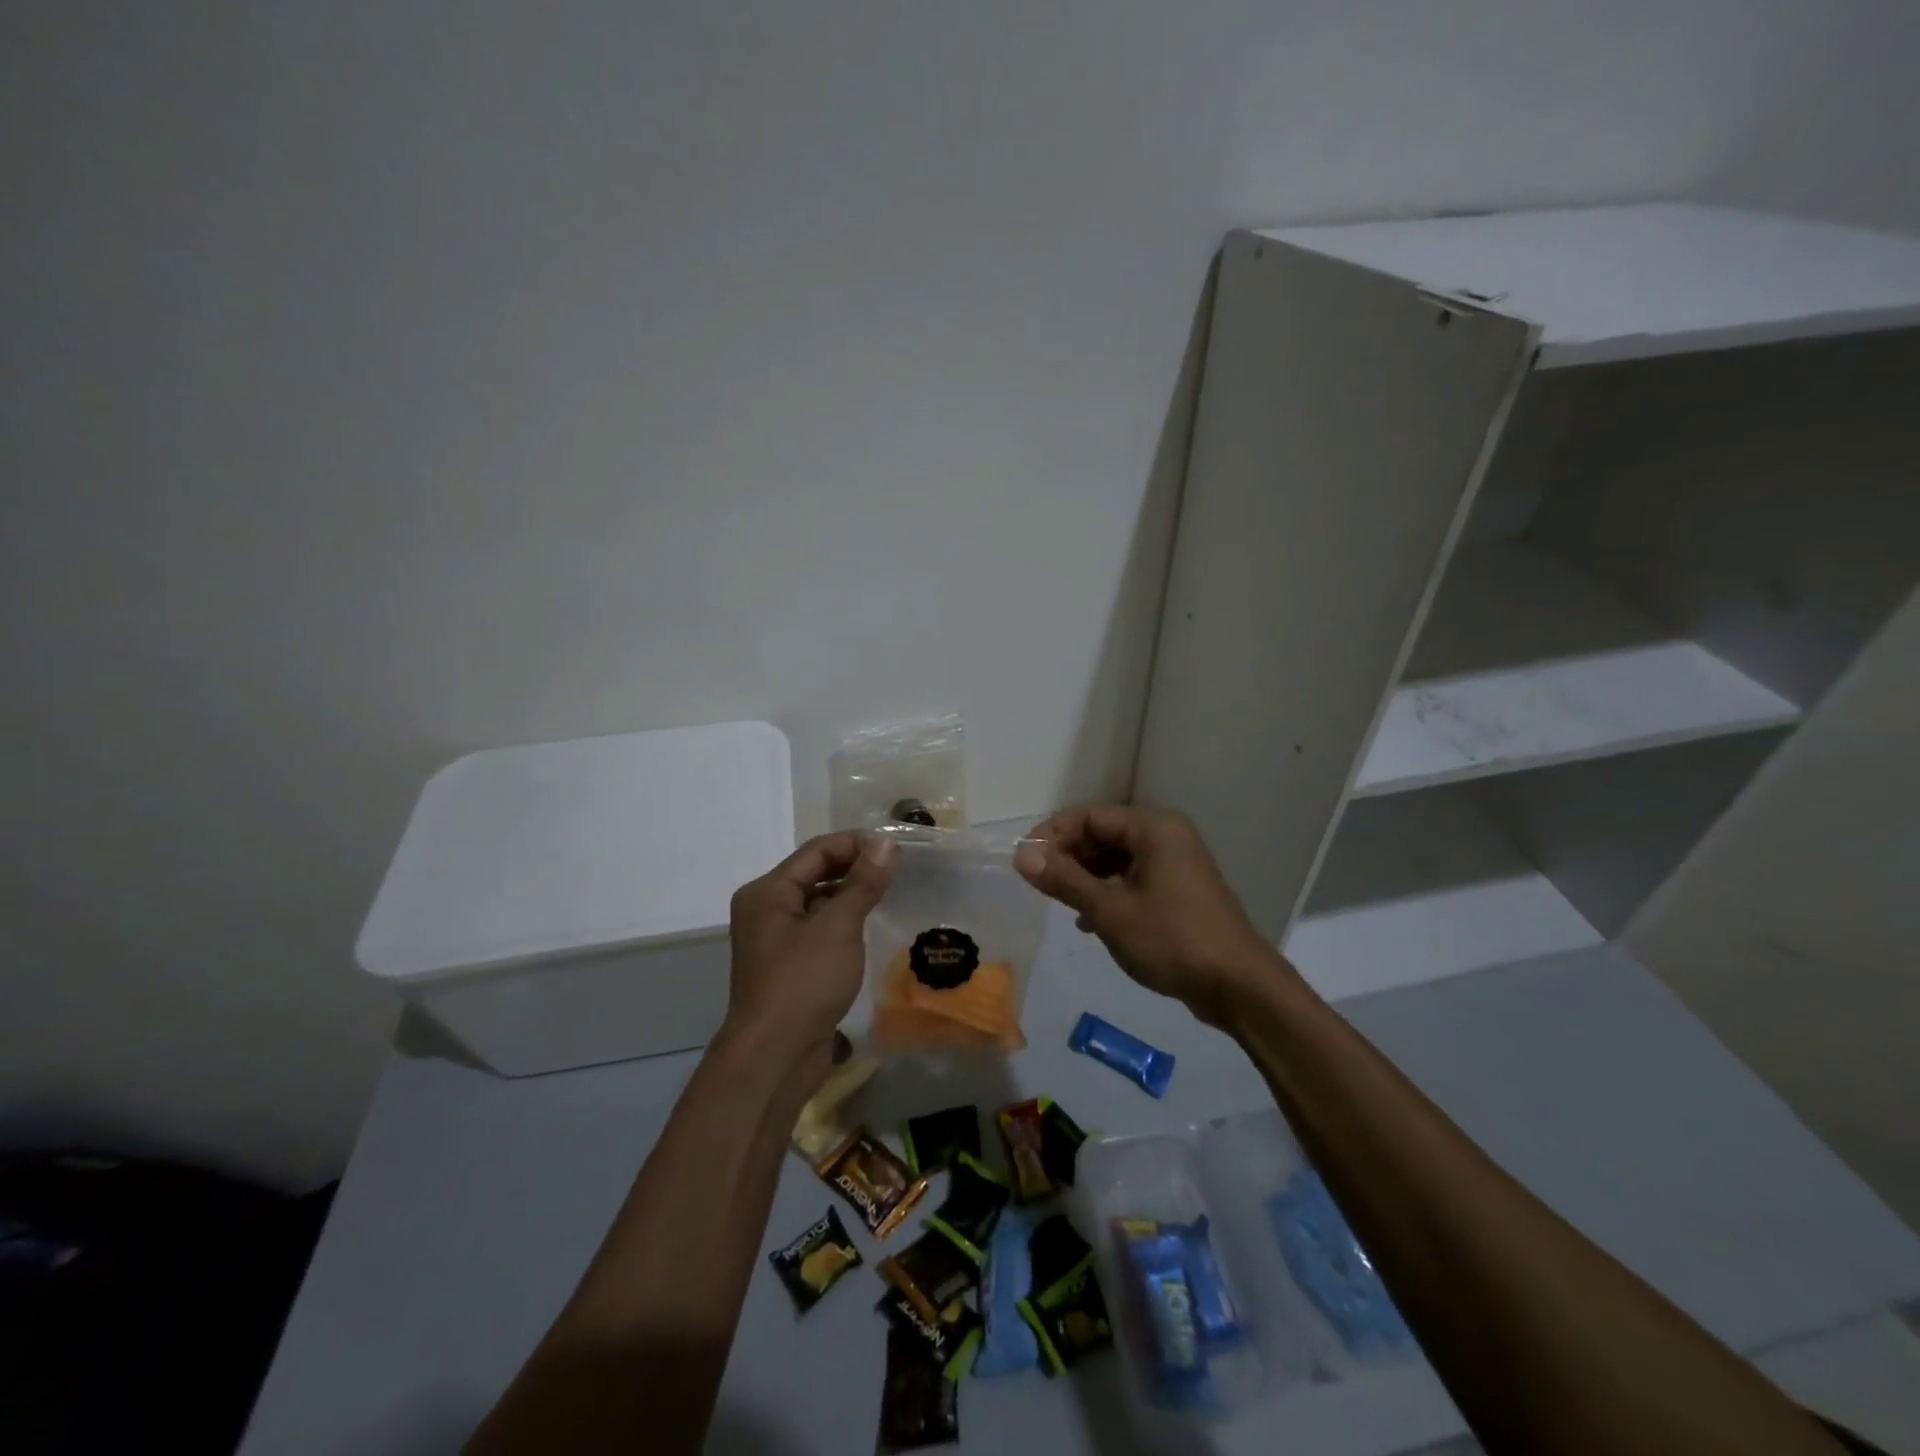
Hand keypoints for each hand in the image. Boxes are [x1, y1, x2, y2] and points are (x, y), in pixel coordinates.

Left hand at [724, 830, 896, 1082]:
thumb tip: (886, 842)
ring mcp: (775, 940)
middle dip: (855, 868)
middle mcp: (765, 909)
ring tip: (890, 894)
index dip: (856, 844)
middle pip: (815, 873)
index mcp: (767, 892)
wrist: (774, 1057)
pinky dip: (843, 923)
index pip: (817, 850)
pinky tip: (869, 928)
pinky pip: (819, 930)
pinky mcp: (788, 966)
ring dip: (851, 896)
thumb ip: (863, 882)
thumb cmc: (803, 982)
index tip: (896, 849)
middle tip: (898, 870)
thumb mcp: (838, 927)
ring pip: (818, 903)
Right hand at [1014, 804, 1289, 1027]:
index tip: (1024, 861)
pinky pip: (1133, 876)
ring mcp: (1176, 862)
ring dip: (1086, 875)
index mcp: (1153, 828)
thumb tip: (1022, 856)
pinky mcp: (1180, 889)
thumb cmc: (1171, 940)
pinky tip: (1089, 919)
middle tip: (1038, 883)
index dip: (1052, 834)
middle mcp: (1166, 835)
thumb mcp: (1109, 911)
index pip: (1089, 815)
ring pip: (1117, 857)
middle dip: (1068, 855)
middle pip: (1103, 833)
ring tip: (1060, 901)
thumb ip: (1064, 880)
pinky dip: (1108, 890)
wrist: (1238, 986)